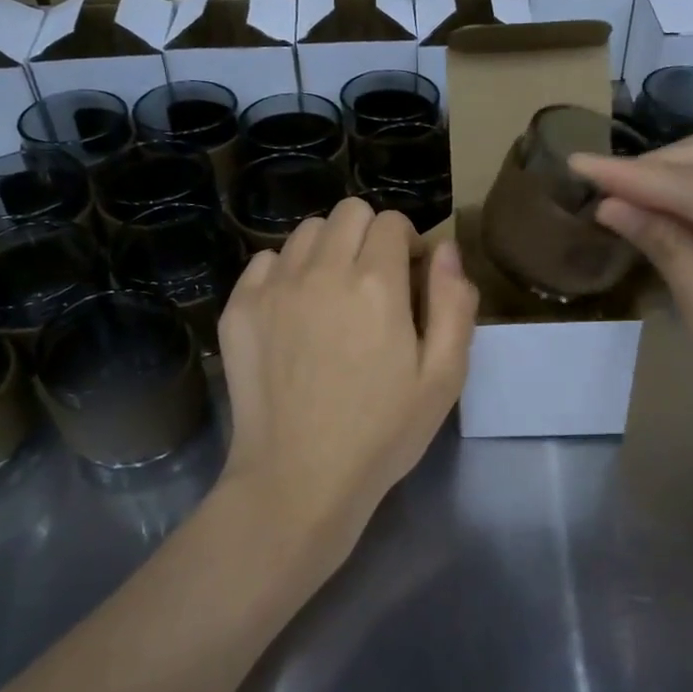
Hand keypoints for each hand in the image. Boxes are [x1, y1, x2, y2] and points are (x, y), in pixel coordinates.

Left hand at [216, 198, 478, 573]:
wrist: (298, 479)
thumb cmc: (381, 433)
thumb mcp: (443, 377)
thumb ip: (453, 304)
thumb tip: (446, 249)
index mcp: (375, 284)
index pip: (392, 221)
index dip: (408, 243)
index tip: (410, 279)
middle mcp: (321, 271)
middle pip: (348, 212)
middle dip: (369, 235)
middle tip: (375, 283)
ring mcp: (273, 288)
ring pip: (306, 232)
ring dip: (328, 249)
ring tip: (333, 295)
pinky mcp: (239, 309)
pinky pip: (265, 261)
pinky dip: (285, 272)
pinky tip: (295, 311)